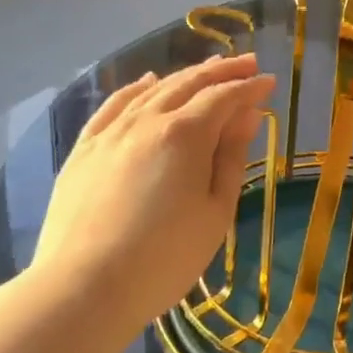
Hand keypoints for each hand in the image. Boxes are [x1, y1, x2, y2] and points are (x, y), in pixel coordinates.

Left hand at [31, 54, 274, 336]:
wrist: (83, 289)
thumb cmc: (165, 258)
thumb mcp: (215, 212)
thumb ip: (230, 158)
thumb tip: (245, 117)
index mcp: (185, 135)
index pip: (224, 97)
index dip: (249, 88)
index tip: (269, 82)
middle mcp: (147, 120)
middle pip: (189, 83)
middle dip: (221, 70)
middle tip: (247, 63)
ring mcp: (110, 132)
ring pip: (153, 90)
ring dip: (184, 75)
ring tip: (206, 69)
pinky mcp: (84, 150)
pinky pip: (114, 105)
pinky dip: (136, 88)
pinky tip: (148, 83)